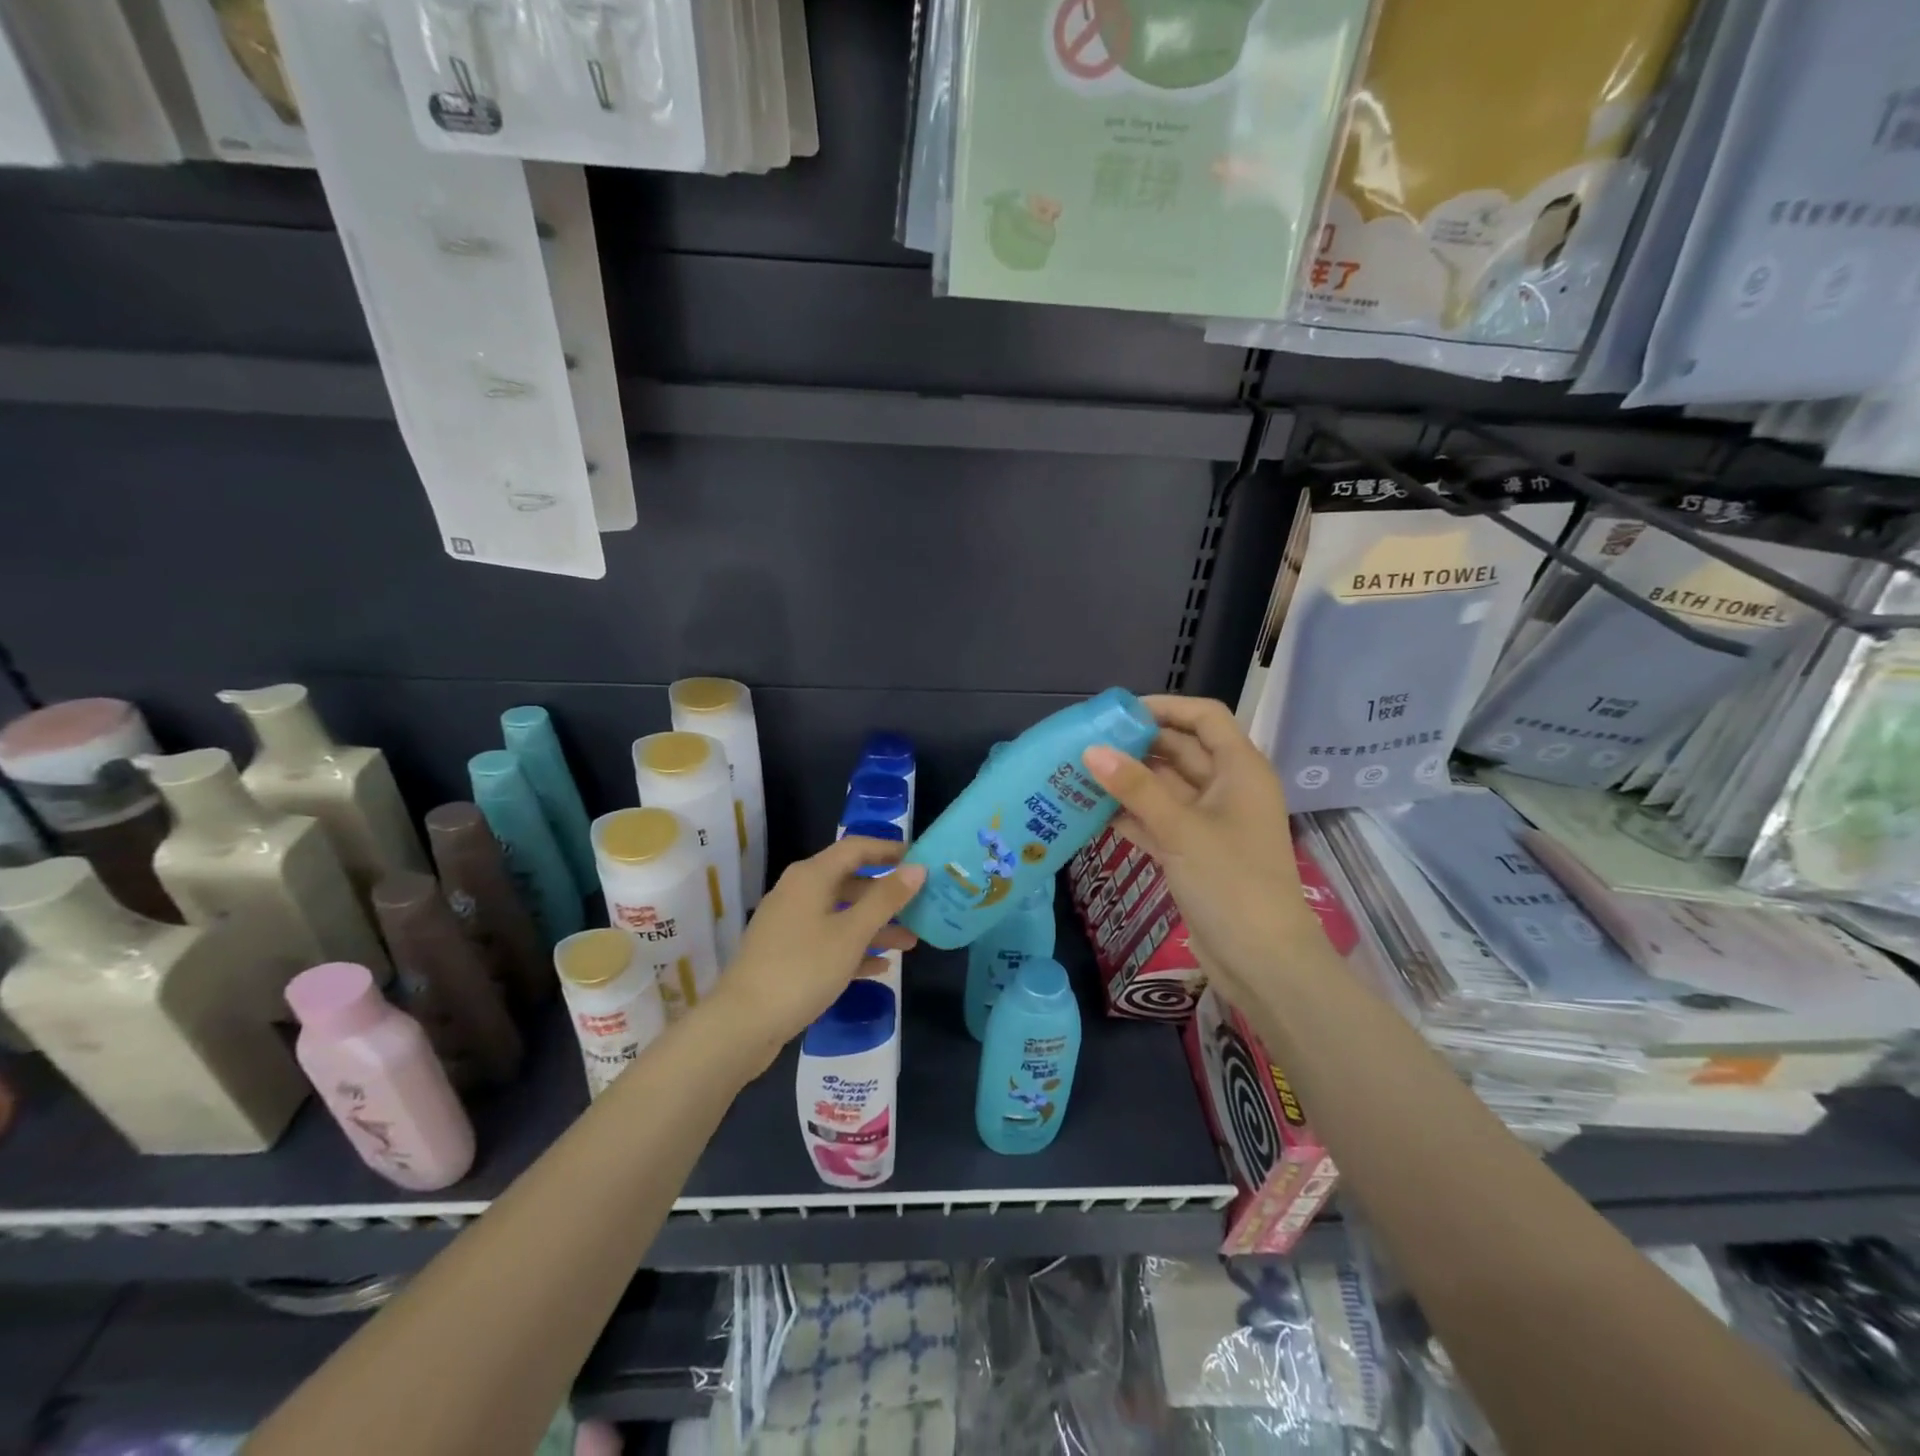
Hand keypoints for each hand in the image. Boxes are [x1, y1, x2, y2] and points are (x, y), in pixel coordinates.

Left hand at [710, 836, 924, 1069]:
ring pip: (841, 914)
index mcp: (811, 876)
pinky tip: (880, 967)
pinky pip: (828, 940)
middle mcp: (798, 892)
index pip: (856, 848)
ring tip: (910, 943)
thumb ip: (886, 899)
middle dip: (886, 895)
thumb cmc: (803, 968)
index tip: (919, 860)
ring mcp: (790, 924)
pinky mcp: (786, 954)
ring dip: (875, 926)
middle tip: (921, 905)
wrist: (742, 1023)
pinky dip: (853, 948)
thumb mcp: (852, 933)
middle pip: (850, 881)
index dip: (888, 850)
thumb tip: (917, 867)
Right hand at [1082, 695, 1313, 1003]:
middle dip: (1138, 745)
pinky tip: (1094, 814)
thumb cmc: (1232, 883)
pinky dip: (1133, 816)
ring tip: (1081, 774)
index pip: (1205, 718)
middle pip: (1181, 751)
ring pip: (1166, 788)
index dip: (1166, 707)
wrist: (1262, 961)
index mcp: (1240, 770)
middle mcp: (1228, 789)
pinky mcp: (1195, 853)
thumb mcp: (1181, 830)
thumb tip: (1091, 751)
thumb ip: (1136, 788)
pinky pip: (1160, 821)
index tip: (1120, 713)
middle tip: (1088, 744)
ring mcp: (1211, 823)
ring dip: (1130, 782)